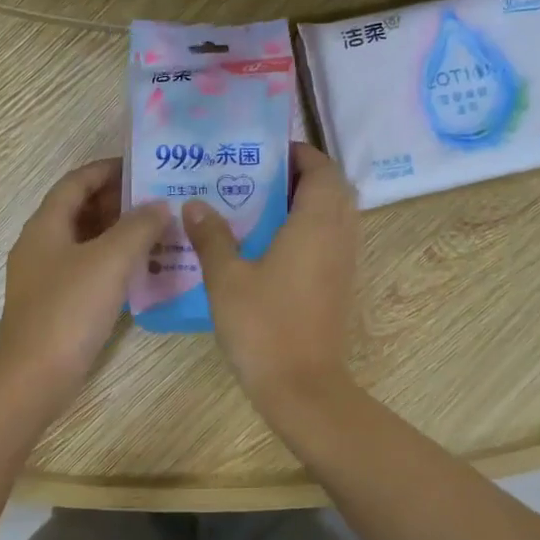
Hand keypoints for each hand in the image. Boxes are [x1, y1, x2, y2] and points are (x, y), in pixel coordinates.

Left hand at [0, 158, 168, 409]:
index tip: (142, 168)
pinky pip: (86, 268)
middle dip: (117, 201)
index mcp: (46, 225)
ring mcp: (45, 276)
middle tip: (158, 200)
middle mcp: (40, 244)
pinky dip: (111, 261)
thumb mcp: (111, 260)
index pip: (76, 182)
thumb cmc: (70, 309)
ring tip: (157, 231)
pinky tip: (140, 270)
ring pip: (84, 241)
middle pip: (79, 209)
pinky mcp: (55, 303)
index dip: (107, 170)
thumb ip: (138, 227)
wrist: (35, 374)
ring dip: (117, 232)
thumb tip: (159, 205)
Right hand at [184, 143, 359, 410]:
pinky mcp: (340, 285)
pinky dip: (310, 229)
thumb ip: (212, 236)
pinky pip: (332, 240)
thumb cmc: (264, 325)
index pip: (321, 169)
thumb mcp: (227, 278)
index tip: (265, 152)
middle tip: (259, 178)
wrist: (302, 386)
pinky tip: (272, 245)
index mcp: (316, 223)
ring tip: (262, 205)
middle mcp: (339, 235)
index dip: (299, 154)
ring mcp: (344, 263)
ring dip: (308, 202)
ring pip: (335, 215)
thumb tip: (195, 204)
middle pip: (333, 188)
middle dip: (302, 175)